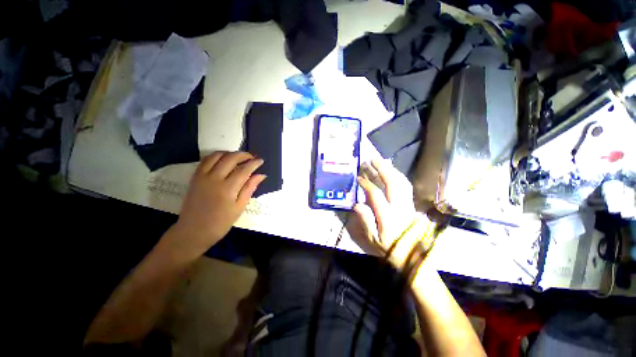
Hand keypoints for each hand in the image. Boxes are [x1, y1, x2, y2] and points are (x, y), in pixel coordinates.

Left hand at [167, 151, 265, 258]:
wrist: (193, 232)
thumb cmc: (220, 223)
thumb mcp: (239, 208)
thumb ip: (249, 189)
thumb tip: (261, 175)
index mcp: (228, 188)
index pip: (244, 170)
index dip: (254, 163)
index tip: (261, 160)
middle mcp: (214, 178)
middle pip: (231, 158)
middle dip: (244, 155)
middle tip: (252, 157)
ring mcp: (203, 176)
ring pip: (217, 156)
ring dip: (230, 153)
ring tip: (239, 157)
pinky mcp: (195, 177)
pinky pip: (205, 160)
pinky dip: (216, 156)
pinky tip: (223, 159)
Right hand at [348, 159, 430, 268]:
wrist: (411, 254)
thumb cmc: (389, 247)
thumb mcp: (373, 239)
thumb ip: (365, 221)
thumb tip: (357, 204)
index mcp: (388, 216)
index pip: (376, 195)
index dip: (367, 184)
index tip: (359, 177)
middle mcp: (399, 207)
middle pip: (393, 183)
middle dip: (382, 169)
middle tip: (372, 159)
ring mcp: (407, 204)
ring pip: (402, 182)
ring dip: (391, 170)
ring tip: (381, 161)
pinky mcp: (411, 203)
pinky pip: (406, 186)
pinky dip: (398, 176)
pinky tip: (392, 171)